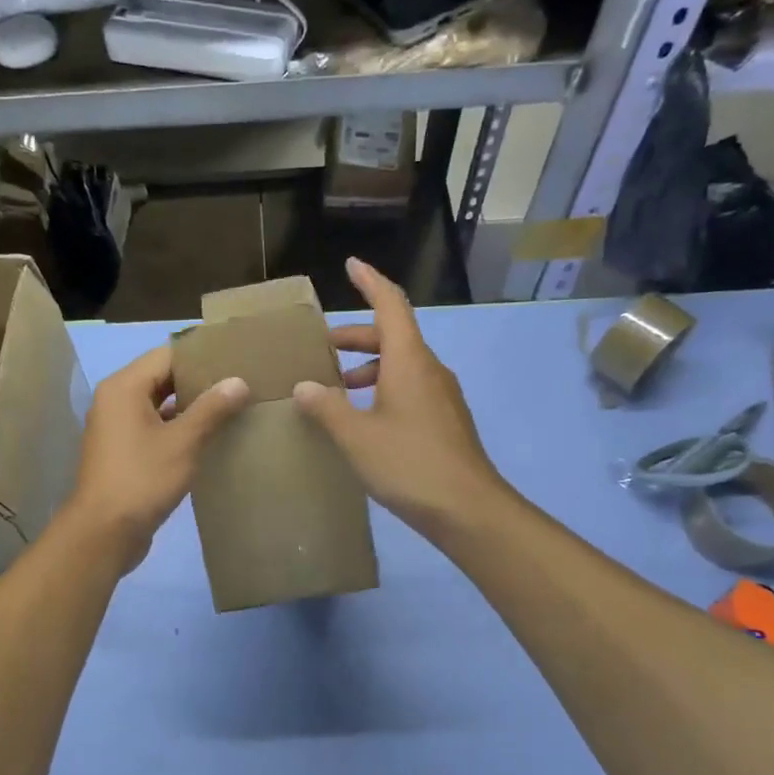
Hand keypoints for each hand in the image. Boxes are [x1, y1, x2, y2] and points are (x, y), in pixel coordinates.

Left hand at [63, 344, 248, 570]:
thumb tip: (238, 381)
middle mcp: (115, 400)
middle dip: (199, 381)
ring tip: (231, 407)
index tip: (235, 360)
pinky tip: (209, 437)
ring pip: (159, 405)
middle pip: (162, 378)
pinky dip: (178, 428)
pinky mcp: (123, 452)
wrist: (104, 533)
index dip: (202, 356)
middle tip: (239, 383)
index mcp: (124, 387)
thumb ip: (212, 409)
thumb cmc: (142, 480)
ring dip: (191, 407)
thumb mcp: (183, 442)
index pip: (167, 355)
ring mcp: (117, 428)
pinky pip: (154, 428)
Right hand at [295, 258, 506, 538]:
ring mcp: (440, 396)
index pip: (390, 304)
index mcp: (409, 361)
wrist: (468, 509)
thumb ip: (327, 408)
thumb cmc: (409, 464)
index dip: (370, 281)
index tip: (350, 265)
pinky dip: (382, 389)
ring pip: (400, 365)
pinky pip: (409, 389)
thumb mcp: (356, 436)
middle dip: (356, 335)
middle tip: (322, 346)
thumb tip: (305, 386)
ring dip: (367, 367)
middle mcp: (428, 370)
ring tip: (335, 388)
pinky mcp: (444, 421)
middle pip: (392, 336)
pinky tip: (362, 419)